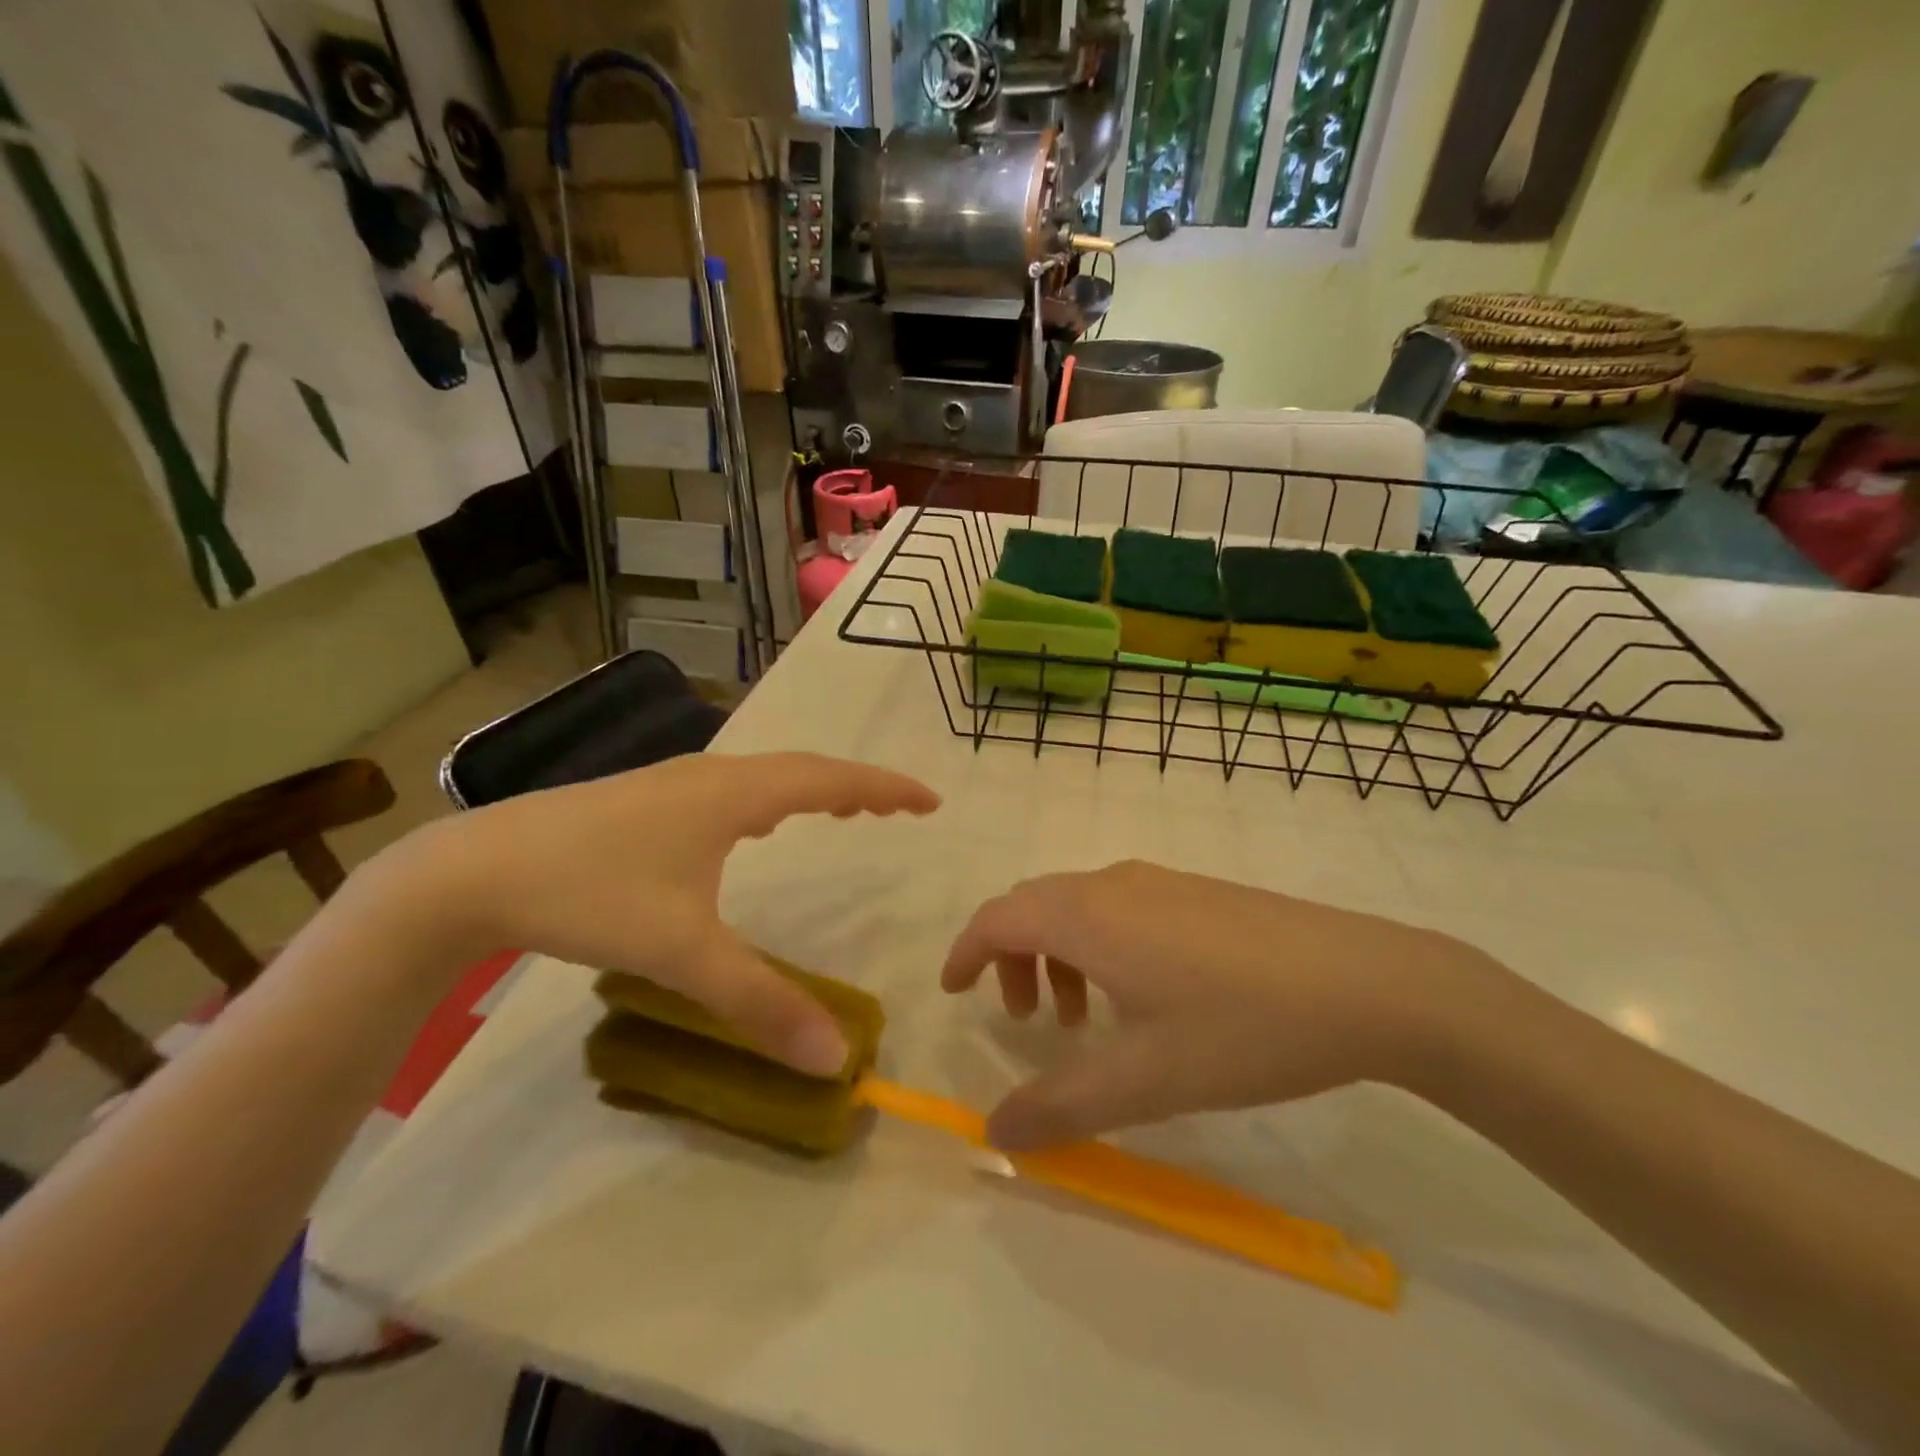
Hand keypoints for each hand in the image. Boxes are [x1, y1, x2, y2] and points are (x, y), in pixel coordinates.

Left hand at [387, 753, 938, 1075]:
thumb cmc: (589, 894)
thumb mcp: (681, 953)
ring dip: (812, 790)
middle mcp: (711, 776)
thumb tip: (833, 1056)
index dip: (884, 787)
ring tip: (844, 810)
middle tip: (897, 808)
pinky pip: (733, 791)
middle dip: (856, 786)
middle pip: (802, 769)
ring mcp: (673, 783)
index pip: (829, 779)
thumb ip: (758, 1003)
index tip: (929, 800)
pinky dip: (770, 801)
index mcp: (733, 794)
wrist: (471, 873)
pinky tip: (757, 828)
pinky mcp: (645, 801)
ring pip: (764, 777)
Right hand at [943, 860, 1500, 1148]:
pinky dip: (1100, 944)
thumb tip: (994, 1133)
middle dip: (1011, 957)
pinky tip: (1144, 995)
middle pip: (1034, 906)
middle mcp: (1113, 884)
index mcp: (1087, 916)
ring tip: (1083, 1016)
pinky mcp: (1198, 892)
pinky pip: (1119, 907)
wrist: (1366, 982)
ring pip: (1079, 905)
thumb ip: (1060, 1109)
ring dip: (1059, 952)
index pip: (998, 918)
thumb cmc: (1241, 1027)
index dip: (965, 952)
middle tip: (1025, 1020)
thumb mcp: (1144, 1081)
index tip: (954, 991)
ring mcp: (1161, 882)